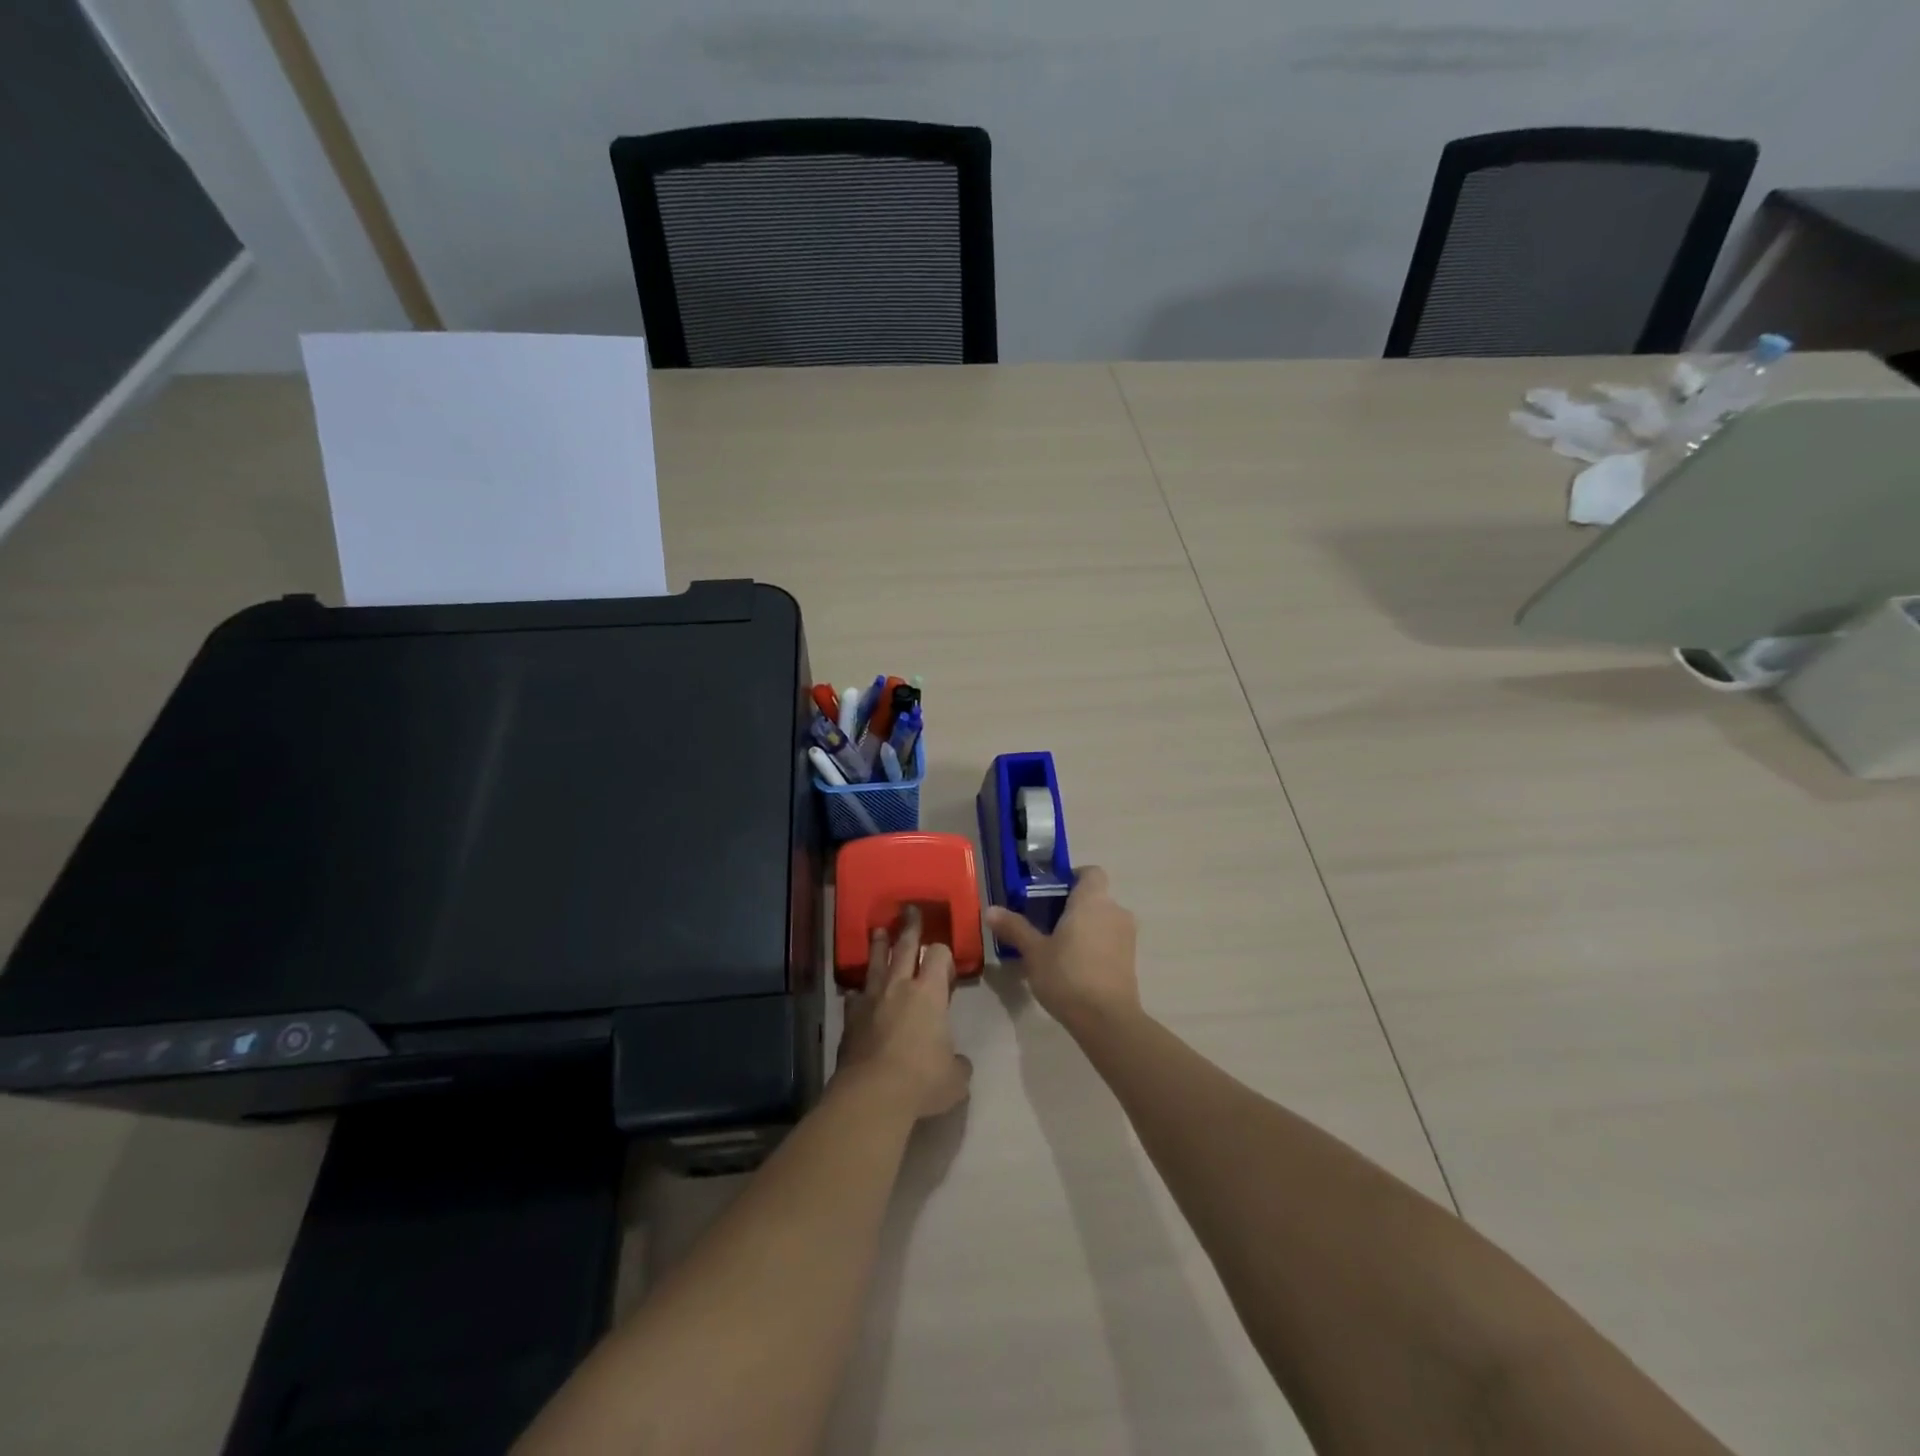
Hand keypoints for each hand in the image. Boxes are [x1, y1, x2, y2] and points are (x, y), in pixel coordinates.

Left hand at [836, 907, 972, 1118]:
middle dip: (910, 928)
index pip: (938, 955)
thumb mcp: (955, 1078)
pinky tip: (857, 993)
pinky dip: (859, 992)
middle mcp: (899, 987)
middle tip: (909, 910)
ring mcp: (871, 1000)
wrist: (872, 1094)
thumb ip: (958, 1064)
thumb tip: (958, 1063)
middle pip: (904, 947)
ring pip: (875, 964)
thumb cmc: (922, 1080)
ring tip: (879, 931)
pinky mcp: (850, 1019)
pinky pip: (855, 997)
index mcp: (929, 993)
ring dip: (879, 946)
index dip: (943, 953)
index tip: (945, 961)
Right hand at [985, 867, 1138, 1032]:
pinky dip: (1095, 945)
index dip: (1072, 878)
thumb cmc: (1067, 976)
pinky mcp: (1131, 959)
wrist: (1107, 1020)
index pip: (1090, 872)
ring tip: (1058, 948)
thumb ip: (1014, 927)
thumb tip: (990, 910)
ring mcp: (1127, 936)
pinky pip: (1110, 940)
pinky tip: (1075, 967)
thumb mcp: (1034, 952)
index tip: (1050, 893)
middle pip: (1094, 897)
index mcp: (1092, 900)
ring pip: (1103, 920)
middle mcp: (1115, 911)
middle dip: (1072, 906)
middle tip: (1044, 923)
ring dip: (1084, 927)